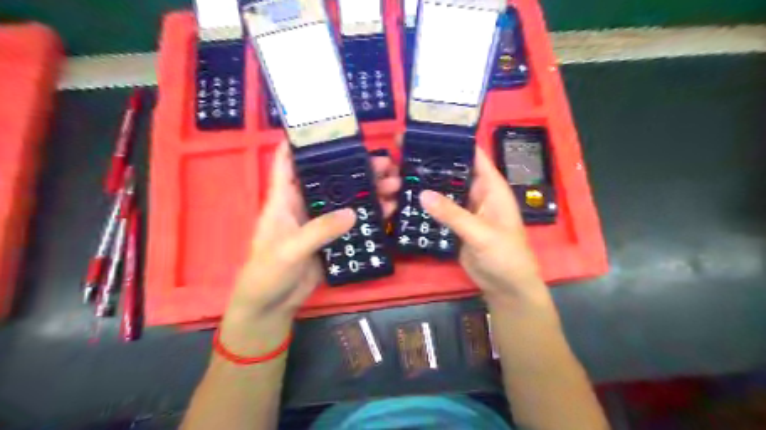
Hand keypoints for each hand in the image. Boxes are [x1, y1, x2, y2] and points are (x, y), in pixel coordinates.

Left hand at [220, 144, 402, 350]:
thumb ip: (319, 230)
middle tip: (386, 163)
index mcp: (284, 199)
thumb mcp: (290, 249)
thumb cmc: (267, 272)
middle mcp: (304, 204)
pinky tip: (388, 210)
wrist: (273, 304)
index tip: (329, 128)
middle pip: (331, 179)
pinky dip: (370, 215)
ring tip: (395, 184)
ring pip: (347, 199)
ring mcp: (320, 222)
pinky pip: (353, 222)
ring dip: (369, 191)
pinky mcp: (332, 238)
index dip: (303, 143)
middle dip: (356, 168)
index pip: (288, 162)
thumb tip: (353, 213)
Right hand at [418, 146, 550, 305]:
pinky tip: (405, 198)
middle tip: (403, 151)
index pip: (473, 155)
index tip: (427, 131)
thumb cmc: (506, 255)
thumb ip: (453, 214)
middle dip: (432, 162)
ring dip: (426, 183)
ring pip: (443, 191)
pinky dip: (425, 205)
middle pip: (453, 171)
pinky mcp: (455, 225)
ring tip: (399, 171)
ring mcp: (464, 209)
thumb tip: (422, 194)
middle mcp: (476, 193)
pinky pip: (438, 210)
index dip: (454, 141)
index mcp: (491, 187)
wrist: (506, 287)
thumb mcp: (481, 233)